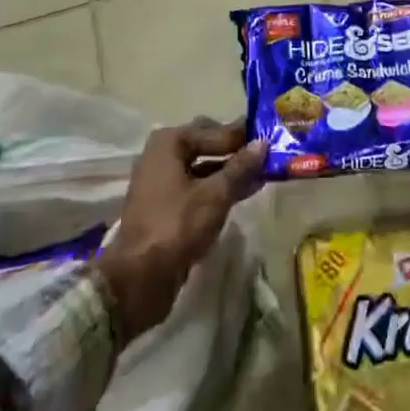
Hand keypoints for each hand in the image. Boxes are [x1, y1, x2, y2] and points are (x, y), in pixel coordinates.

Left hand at [94, 119, 265, 348]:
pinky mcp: (166, 207)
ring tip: (263, 173)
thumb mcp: (215, 195)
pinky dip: (219, 188)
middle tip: (267, 152)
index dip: (242, 134)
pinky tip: (244, 192)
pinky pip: (198, 188)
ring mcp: (162, 182)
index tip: (271, 136)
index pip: (215, 130)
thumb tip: (263, 143)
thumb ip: (240, 168)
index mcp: (169, 143)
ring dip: (231, 171)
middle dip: (235, 150)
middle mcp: (162, 155)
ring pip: (204, 168)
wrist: (138, 280)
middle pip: (207, 145)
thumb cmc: (176, 226)